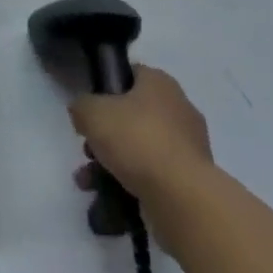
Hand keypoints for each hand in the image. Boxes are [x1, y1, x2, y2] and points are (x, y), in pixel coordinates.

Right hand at [68, 65, 212, 202]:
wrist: (182, 198)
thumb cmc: (137, 140)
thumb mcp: (93, 113)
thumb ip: (81, 106)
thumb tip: (83, 113)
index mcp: (160, 82)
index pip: (130, 74)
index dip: (106, 88)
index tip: (90, 109)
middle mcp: (179, 108)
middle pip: (133, 115)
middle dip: (106, 134)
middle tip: (88, 149)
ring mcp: (188, 147)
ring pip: (141, 148)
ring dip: (113, 163)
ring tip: (88, 182)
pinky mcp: (190, 181)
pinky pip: (154, 175)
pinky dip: (131, 184)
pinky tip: (109, 197)